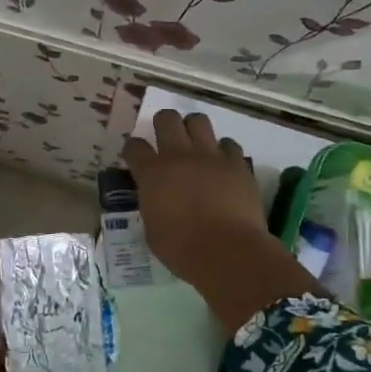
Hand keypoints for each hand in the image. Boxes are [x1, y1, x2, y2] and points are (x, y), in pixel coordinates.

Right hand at [122, 110, 274, 281]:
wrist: (227, 251)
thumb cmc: (182, 248)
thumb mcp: (152, 229)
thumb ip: (152, 205)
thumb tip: (156, 199)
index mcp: (152, 173)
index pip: (134, 146)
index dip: (133, 149)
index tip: (136, 157)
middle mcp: (179, 155)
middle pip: (167, 119)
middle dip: (162, 124)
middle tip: (165, 137)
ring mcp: (211, 156)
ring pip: (199, 121)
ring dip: (193, 128)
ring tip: (194, 143)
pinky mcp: (237, 164)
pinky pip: (228, 145)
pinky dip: (223, 151)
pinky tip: (222, 164)